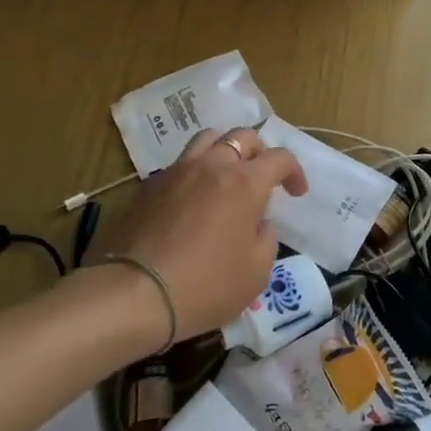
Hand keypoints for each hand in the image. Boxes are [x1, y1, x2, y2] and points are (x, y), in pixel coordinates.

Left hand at [94, 127, 307, 341]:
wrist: (134, 294)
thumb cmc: (205, 286)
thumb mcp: (256, 273)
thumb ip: (266, 239)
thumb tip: (259, 223)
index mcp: (244, 183)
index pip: (279, 158)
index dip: (294, 171)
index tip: (296, 192)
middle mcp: (211, 166)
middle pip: (242, 136)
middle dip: (260, 152)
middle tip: (262, 178)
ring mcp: (176, 172)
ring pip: (206, 140)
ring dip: (224, 151)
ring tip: (226, 176)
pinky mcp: (148, 186)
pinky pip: (179, 165)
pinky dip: (194, 172)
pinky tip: (192, 200)